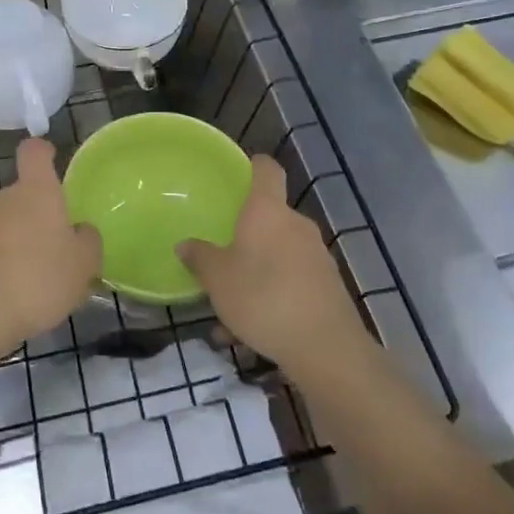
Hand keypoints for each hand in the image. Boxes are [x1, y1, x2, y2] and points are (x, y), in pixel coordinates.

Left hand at [0, 138, 100, 357]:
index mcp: (36, 192)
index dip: (43, 152)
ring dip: (15, 244)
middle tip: (54, 249)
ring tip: (30, 282)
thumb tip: (81, 231)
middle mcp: (2, 200)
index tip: (51, 160)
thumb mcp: (83, 265)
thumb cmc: (38, 280)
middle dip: (36, 216)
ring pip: (2, 226)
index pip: (34, 152)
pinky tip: (5, 296)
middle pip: (21, 196)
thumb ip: (88, 241)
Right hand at [178, 155, 369, 376]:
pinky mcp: (328, 286)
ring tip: (230, 310)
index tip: (238, 173)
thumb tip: (185, 244)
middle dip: (246, 236)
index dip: (253, 165)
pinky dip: (272, 297)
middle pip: (270, 217)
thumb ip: (199, 257)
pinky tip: (251, 333)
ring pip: (278, 255)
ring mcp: (316, 255)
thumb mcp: (217, 278)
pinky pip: (291, 281)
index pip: (266, 169)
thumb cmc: (263, 297)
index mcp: (268, 210)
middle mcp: (296, 224)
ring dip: (256, 273)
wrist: (325, 348)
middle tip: (221, 257)